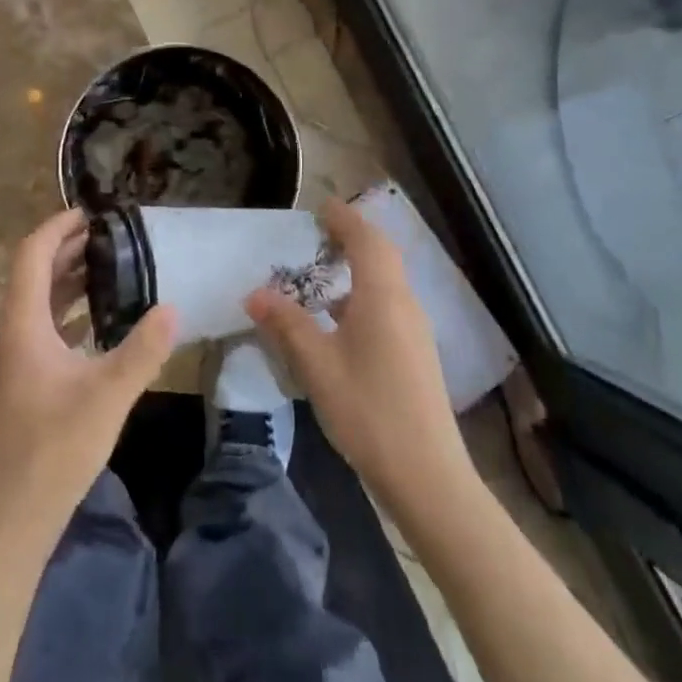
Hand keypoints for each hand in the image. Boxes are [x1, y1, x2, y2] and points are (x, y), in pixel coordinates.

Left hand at [0, 210, 177, 538]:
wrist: (8, 518)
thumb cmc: (52, 449)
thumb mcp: (106, 396)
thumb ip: (142, 350)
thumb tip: (172, 308)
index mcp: (24, 325)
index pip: (33, 255)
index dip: (57, 228)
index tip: (91, 213)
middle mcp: (14, 335)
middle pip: (35, 275)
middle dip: (68, 250)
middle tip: (111, 237)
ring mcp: (17, 361)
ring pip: (40, 304)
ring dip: (69, 281)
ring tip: (111, 269)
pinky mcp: (26, 384)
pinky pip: (46, 330)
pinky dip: (70, 313)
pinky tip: (101, 323)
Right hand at [246, 198, 471, 506]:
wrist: (427, 475)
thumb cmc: (368, 410)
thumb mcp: (317, 365)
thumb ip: (286, 324)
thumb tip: (254, 293)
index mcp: (383, 296)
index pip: (366, 240)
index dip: (344, 218)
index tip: (320, 206)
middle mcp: (405, 304)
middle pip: (381, 256)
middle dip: (352, 238)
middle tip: (319, 234)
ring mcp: (415, 330)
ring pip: (385, 283)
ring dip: (357, 270)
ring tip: (320, 278)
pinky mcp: (415, 354)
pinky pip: (388, 307)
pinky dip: (362, 297)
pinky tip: (338, 324)